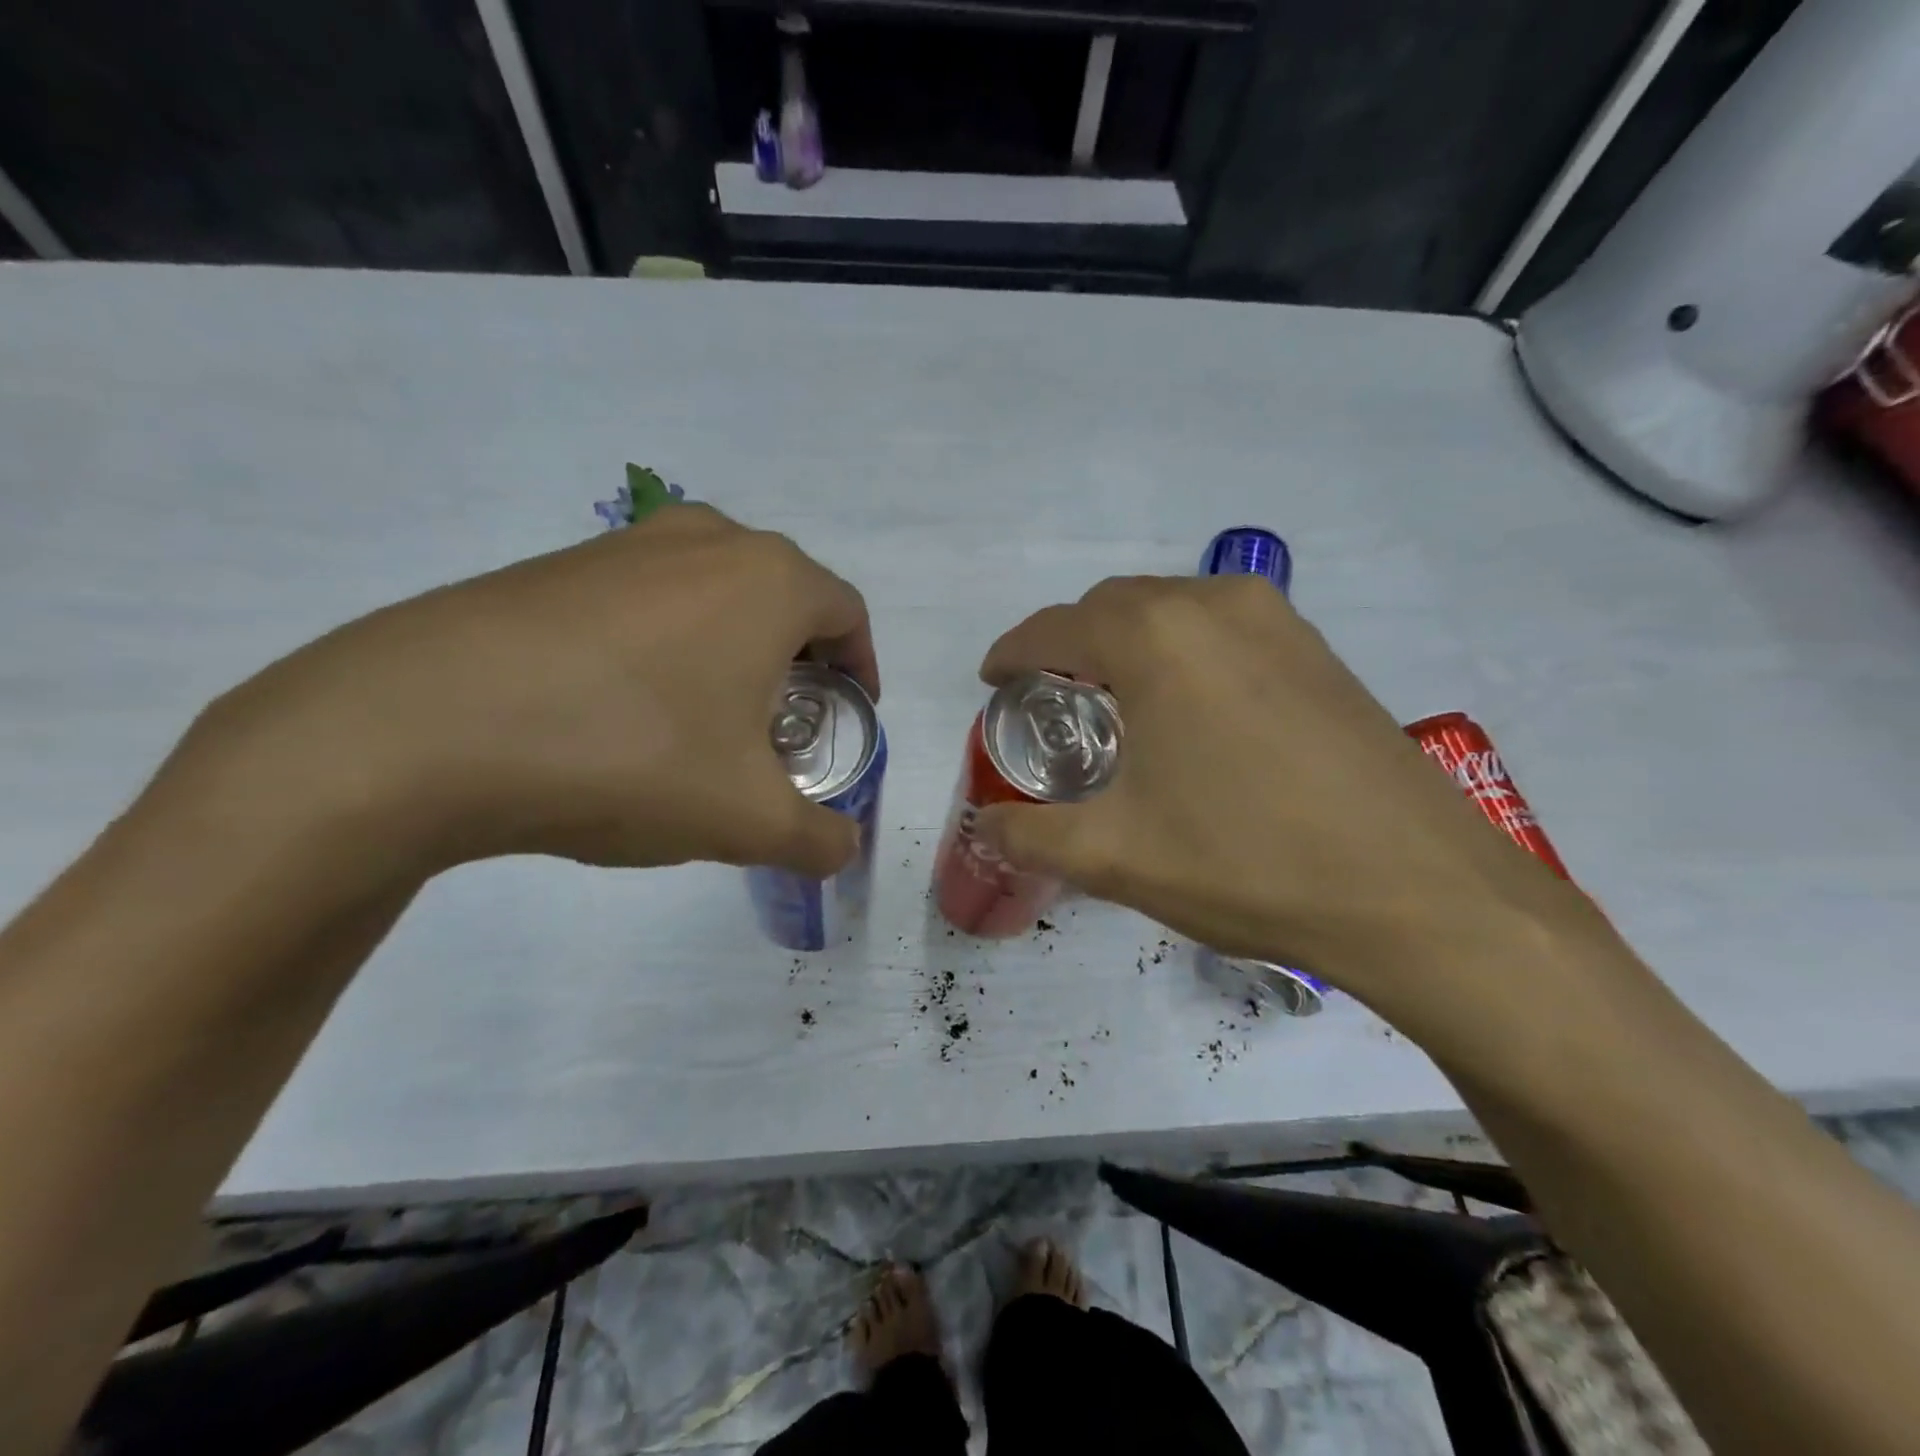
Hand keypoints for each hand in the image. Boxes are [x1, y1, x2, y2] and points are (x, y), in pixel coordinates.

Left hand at [168, 504, 878, 881]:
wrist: (420, 727)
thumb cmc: (627, 755)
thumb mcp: (746, 819)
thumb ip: (817, 840)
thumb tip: (842, 849)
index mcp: (769, 581)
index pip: (848, 613)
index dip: (862, 668)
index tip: (850, 715)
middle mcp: (706, 541)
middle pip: (783, 598)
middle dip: (798, 661)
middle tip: (784, 725)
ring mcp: (623, 544)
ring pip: (712, 595)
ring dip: (730, 650)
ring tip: (706, 721)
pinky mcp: (554, 565)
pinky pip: (644, 602)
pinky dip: (663, 646)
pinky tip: (624, 711)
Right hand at [973, 575, 1591, 1004]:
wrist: (1421, 894)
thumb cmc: (1247, 862)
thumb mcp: (1115, 857)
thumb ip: (1030, 835)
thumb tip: (986, 826)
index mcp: (1156, 637)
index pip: (1055, 627)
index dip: (1013, 652)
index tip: (992, 680)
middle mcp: (1215, 605)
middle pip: (1113, 606)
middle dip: (1068, 644)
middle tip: (1049, 699)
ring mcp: (1278, 622)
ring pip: (1171, 611)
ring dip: (1127, 644)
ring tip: (1114, 703)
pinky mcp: (1319, 651)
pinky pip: (1222, 630)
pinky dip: (1181, 652)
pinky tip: (1188, 712)